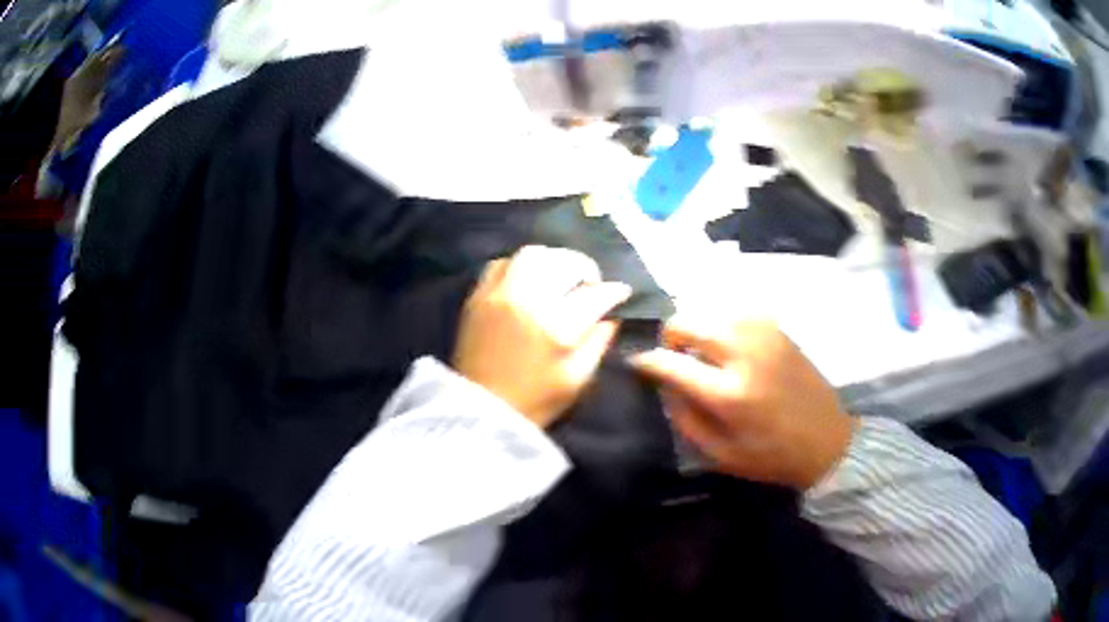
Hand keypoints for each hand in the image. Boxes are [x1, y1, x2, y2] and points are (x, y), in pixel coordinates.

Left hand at [453, 246, 631, 427]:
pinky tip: (529, 282)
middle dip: (585, 268)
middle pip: (563, 261)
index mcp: (556, 327)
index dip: (614, 291)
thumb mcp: (578, 379)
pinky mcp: (477, 297)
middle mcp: (527, 301)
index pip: (595, 294)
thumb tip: (612, 315)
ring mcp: (498, 295)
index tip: (621, 293)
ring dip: (553, 261)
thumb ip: (598, 342)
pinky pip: (502, 263)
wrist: (480, 412)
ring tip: (560, 277)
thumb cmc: (535, 402)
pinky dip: (521, 266)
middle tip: (590, 283)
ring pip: (532, 254)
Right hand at [631, 316, 853, 489]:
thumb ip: (686, 418)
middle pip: (689, 321)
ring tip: (704, 353)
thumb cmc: (772, 456)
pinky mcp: (778, 329)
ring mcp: (764, 335)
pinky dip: (722, 324)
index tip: (638, 363)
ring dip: (698, 328)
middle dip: (671, 335)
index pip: (671, 363)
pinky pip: (736, 313)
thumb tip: (665, 385)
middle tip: (675, 356)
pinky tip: (729, 346)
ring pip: (711, 310)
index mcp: (729, 394)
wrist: (828, 439)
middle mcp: (744, 354)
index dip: (647, 361)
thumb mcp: (721, 454)